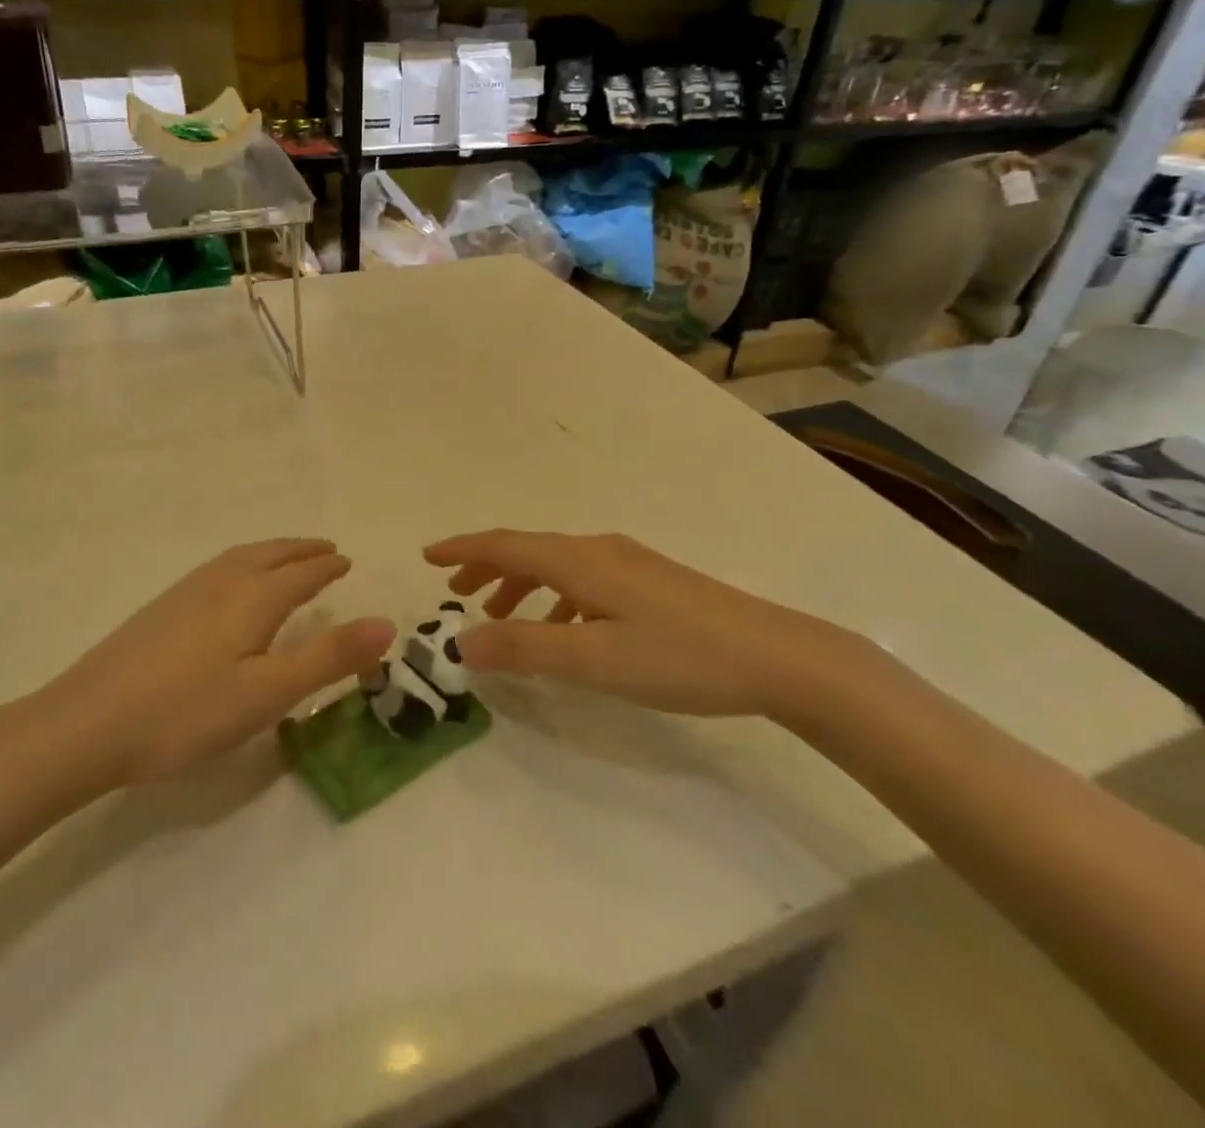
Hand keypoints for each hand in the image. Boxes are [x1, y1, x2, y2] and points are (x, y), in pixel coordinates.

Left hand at [54, 539, 394, 785]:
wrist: (85, 723)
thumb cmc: (186, 712)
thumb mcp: (268, 693)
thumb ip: (328, 657)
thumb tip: (386, 623)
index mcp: (253, 598)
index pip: (301, 573)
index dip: (327, 567)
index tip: (346, 560)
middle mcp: (221, 582)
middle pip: (270, 555)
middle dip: (301, 550)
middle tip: (326, 548)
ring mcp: (185, 592)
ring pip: (239, 557)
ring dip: (271, 552)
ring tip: (286, 558)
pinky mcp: (160, 609)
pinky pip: (217, 568)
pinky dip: (242, 563)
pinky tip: (229, 585)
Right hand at [423, 530, 868, 721]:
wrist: (778, 657)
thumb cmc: (679, 656)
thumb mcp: (593, 660)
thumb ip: (523, 648)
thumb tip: (458, 641)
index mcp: (580, 560)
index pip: (506, 544)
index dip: (462, 548)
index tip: (426, 556)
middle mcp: (600, 550)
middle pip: (529, 549)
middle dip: (487, 566)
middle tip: (456, 590)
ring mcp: (630, 564)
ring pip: (558, 565)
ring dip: (521, 584)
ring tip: (500, 615)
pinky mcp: (652, 583)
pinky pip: (584, 580)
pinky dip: (555, 597)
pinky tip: (564, 627)